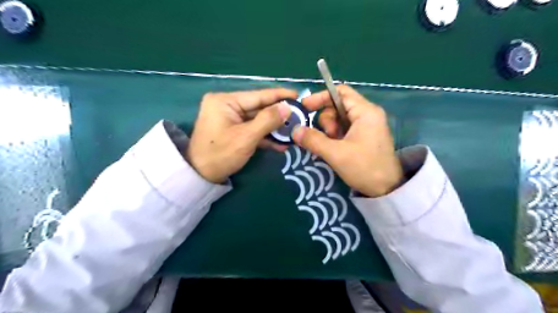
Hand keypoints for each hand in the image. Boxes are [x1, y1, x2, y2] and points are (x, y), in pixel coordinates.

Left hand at [187, 89, 296, 182]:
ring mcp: (230, 118)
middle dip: (279, 115)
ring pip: (258, 120)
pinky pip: (252, 129)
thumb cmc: (220, 154)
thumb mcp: (246, 137)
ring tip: (293, 132)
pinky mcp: (233, 130)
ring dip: (274, 128)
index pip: (258, 95)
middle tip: (300, 117)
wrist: (200, 176)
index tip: (298, 95)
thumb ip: (268, 120)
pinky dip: (265, 136)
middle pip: (259, 108)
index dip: (280, 96)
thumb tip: (287, 107)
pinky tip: (280, 144)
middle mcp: (227, 105)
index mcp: (226, 101)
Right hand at [293, 85, 400, 197]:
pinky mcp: (365, 137)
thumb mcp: (336, 154)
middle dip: (327, 121)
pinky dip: (335, 137)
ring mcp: (367, 126)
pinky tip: (334, 149)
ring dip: (330, 131)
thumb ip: (313, 140)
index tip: (305, 108)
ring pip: (339, 119)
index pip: (340, 92)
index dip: (321, 97)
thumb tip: (294, 130)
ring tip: (332, 147)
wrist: (387, 190)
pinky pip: (344, 130)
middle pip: (337, 106)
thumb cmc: (364, 168)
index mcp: (365, 111)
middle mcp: (367, 114)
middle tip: (327, 138)